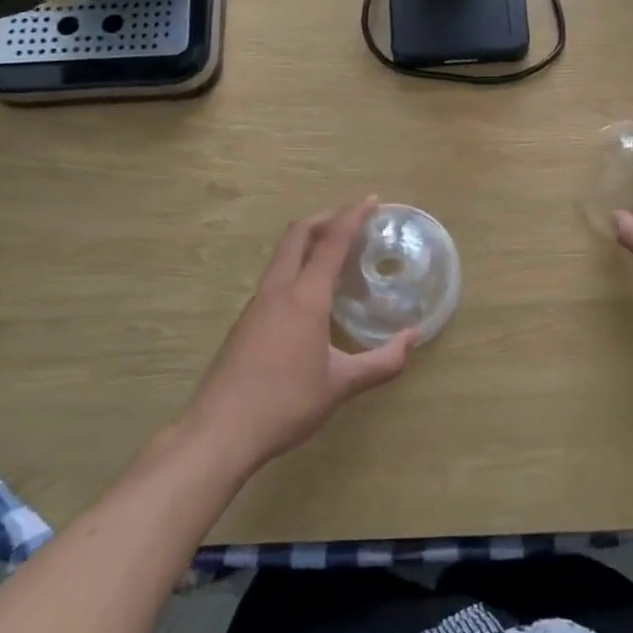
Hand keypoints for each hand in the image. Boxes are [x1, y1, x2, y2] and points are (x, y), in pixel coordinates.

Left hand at [184, 196, 414, 470]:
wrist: (219, 432)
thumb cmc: (286, 403)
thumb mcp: (341, 385)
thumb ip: (382, 362)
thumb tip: (412, 339)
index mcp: (305, 297)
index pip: (331, 242)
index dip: (352, 216)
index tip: (372, 200)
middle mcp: (278, 290)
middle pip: (298, 234)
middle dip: (325, 218)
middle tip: (351, 221)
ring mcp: (256, 305)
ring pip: (282, 255)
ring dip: (308, 243)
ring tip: (335, 256)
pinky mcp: (244, 323)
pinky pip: (275, 278)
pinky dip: (296, 268)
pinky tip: (310, 298)